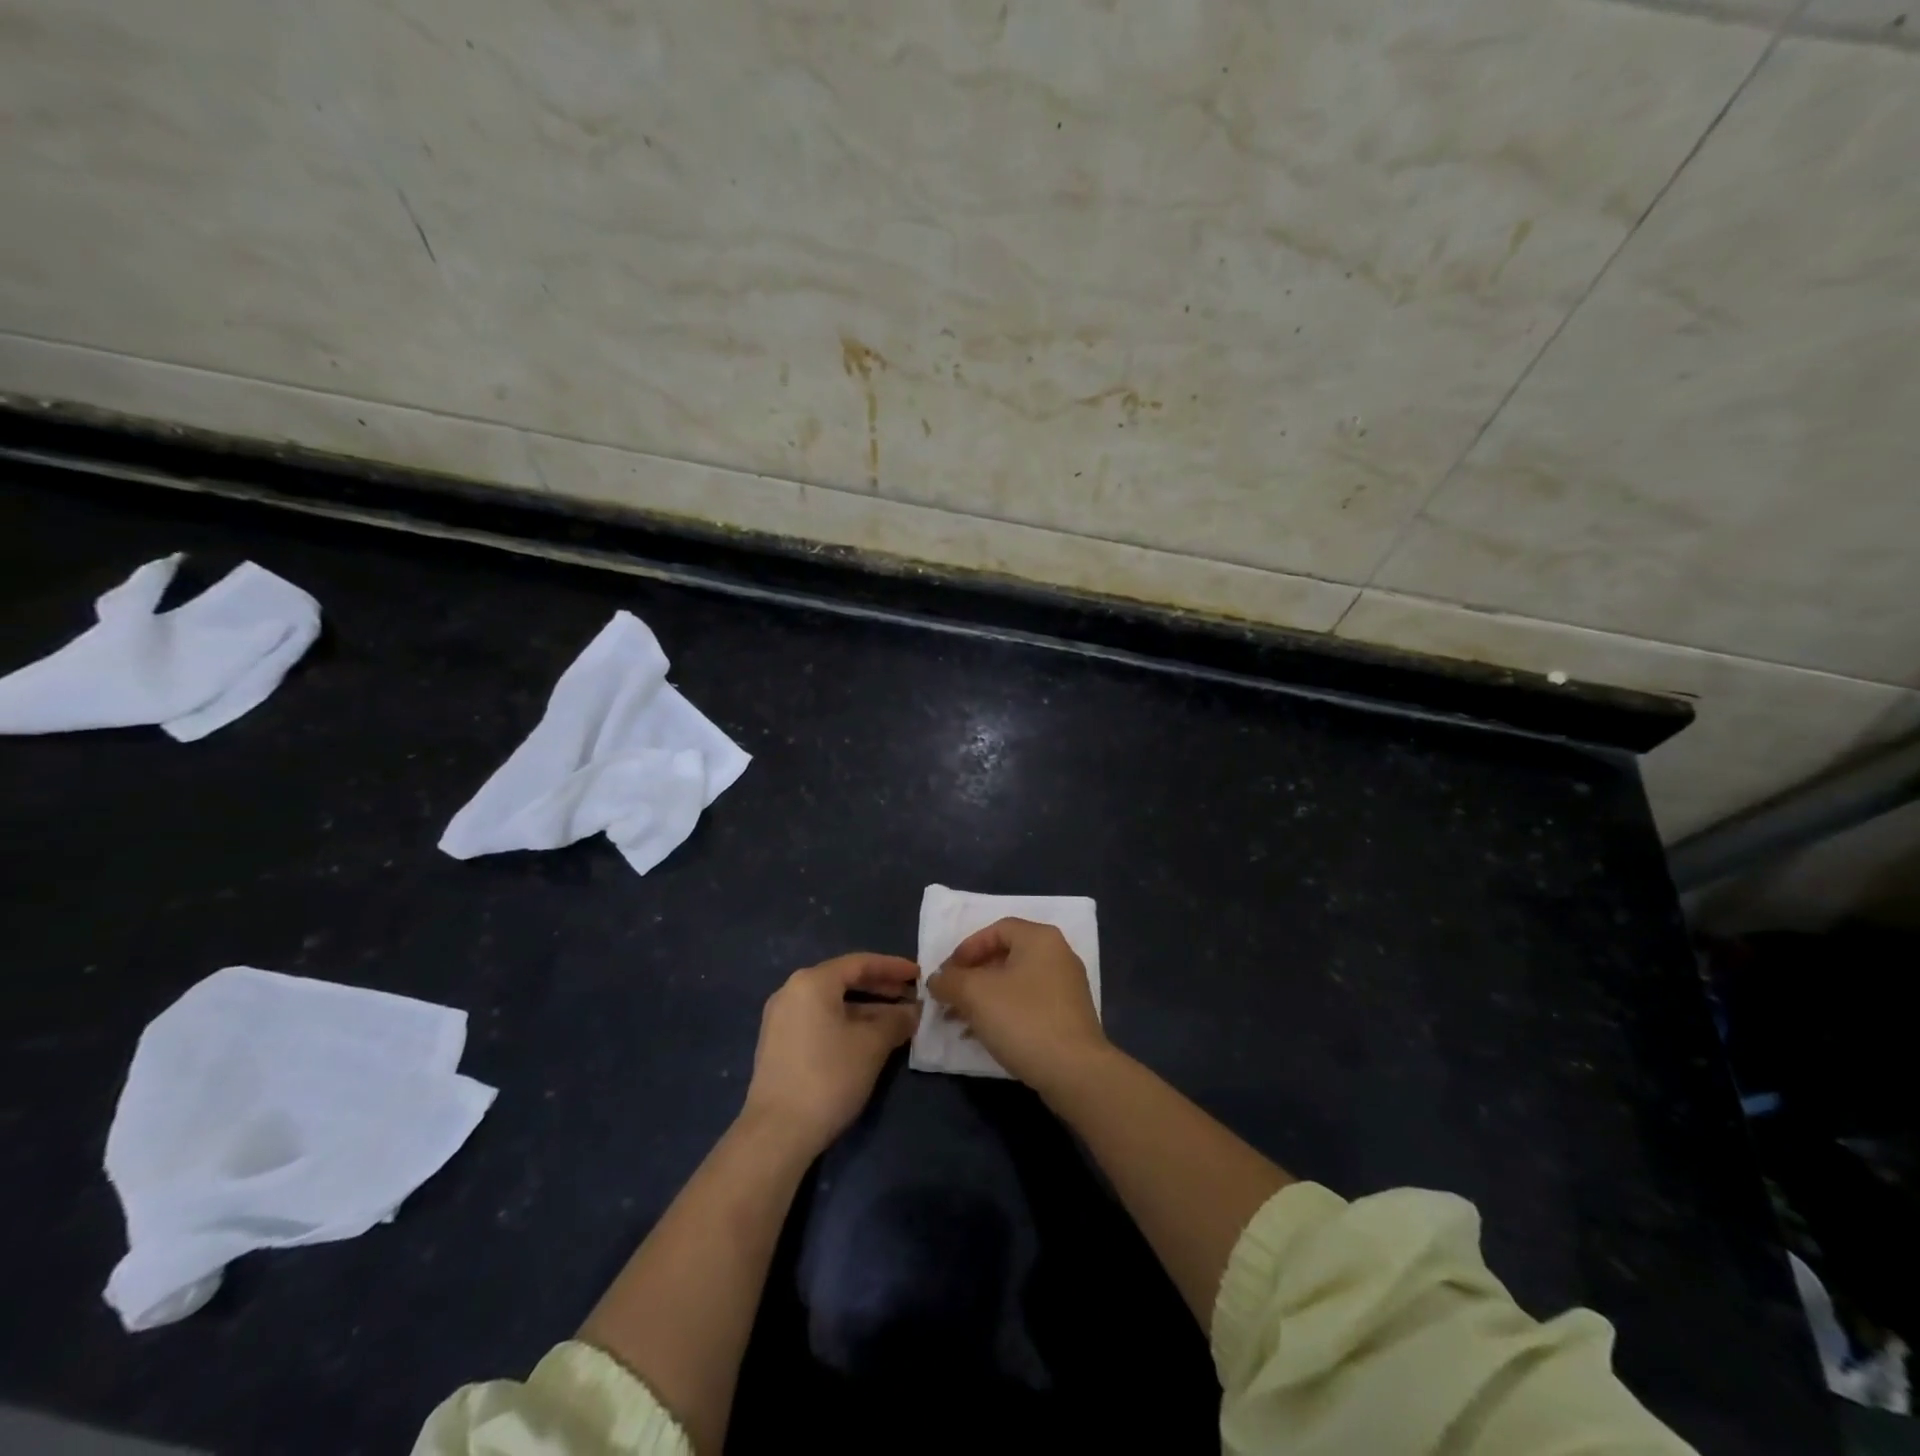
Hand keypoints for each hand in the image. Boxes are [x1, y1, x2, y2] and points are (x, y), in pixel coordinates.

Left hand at [742, 952, 919, 1155]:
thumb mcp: (872, 1046)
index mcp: (812, 982)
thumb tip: (913, 1011)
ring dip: (865, 1009)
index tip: (919, 974)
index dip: (893, 967)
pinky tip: (867, 1040)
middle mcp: (792, 992)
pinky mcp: (778, 1044)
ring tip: (895, 1021)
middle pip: (844, 980)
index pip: (860, 963)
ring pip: (832, 1003)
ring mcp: (781, 1019)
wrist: (776, 1133)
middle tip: (910, 996)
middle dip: (880, 988)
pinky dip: (845, 1023)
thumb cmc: (828, 1077)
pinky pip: (819, 1021)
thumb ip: (896, 1021)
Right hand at [927, 918, 1107, 1093]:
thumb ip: (949, 980)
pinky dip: (1004, 1013)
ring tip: (960, 1021)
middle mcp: (1058, 956)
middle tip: (950, 997)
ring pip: (1015, 983)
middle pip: (1005, 956)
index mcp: (1040, 939)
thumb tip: (936, 980)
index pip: (996, 929)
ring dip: (984, 998)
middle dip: (972, 977)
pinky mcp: (1068, 1017)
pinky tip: (984, 1036)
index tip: (947, 973)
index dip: (967, 947)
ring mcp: (1066, 988)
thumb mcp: (975, 994)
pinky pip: (1028, 1005)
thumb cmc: (1023, 1020)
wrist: (1075, 1072)